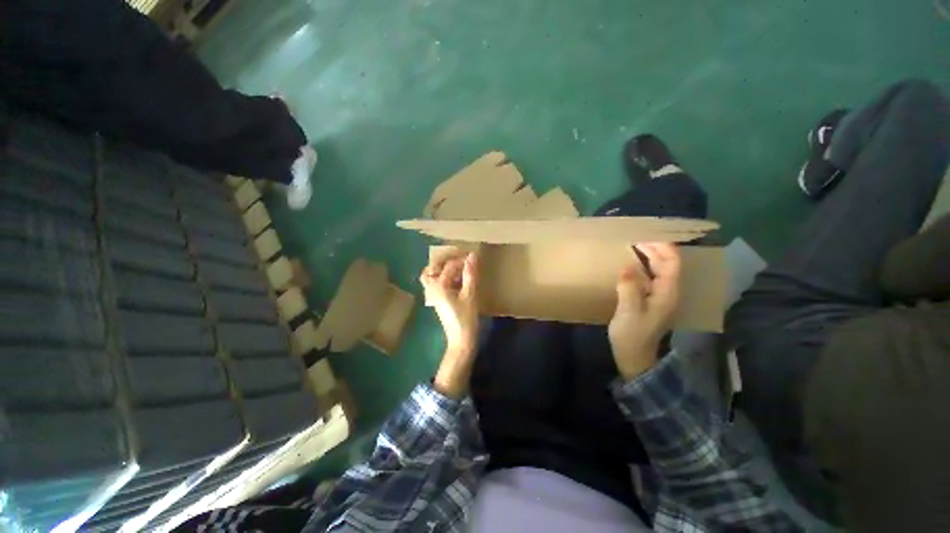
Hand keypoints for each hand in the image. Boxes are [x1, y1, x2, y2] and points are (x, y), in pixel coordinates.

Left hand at [420, 251, 479, 396]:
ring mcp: (432, 294)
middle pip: (432, 267)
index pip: (449, 265)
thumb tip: (472, 256)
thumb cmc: (466, 318)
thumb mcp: (470, 295)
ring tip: (457, 266)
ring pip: (431, 275)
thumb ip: (470, 275)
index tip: (474, 256)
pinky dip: (443, 277)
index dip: (462, 259)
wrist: (460, 340)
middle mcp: (432, 288)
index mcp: (439, 286)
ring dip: (442, 268)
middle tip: (461, 257)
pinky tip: (456, 279)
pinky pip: (435, 283)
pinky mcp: (437, 299)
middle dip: (446, 259)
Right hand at [608, 242, 681, 379]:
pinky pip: (650, 277)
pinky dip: (642, 267)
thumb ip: (629, 287)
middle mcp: (668, 292)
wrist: (634, 356)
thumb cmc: (632, 335)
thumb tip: (627, 266)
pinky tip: (630, 266)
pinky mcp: (651, 301)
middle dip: (654, 248)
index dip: (662, 247)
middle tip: (633, 238)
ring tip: (632, 246)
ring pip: (659, 270)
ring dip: (649, 256)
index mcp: (667, 293)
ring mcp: (660, 297)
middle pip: (667, 264)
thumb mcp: (629, 311)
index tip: (644, 235)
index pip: (672, 263)